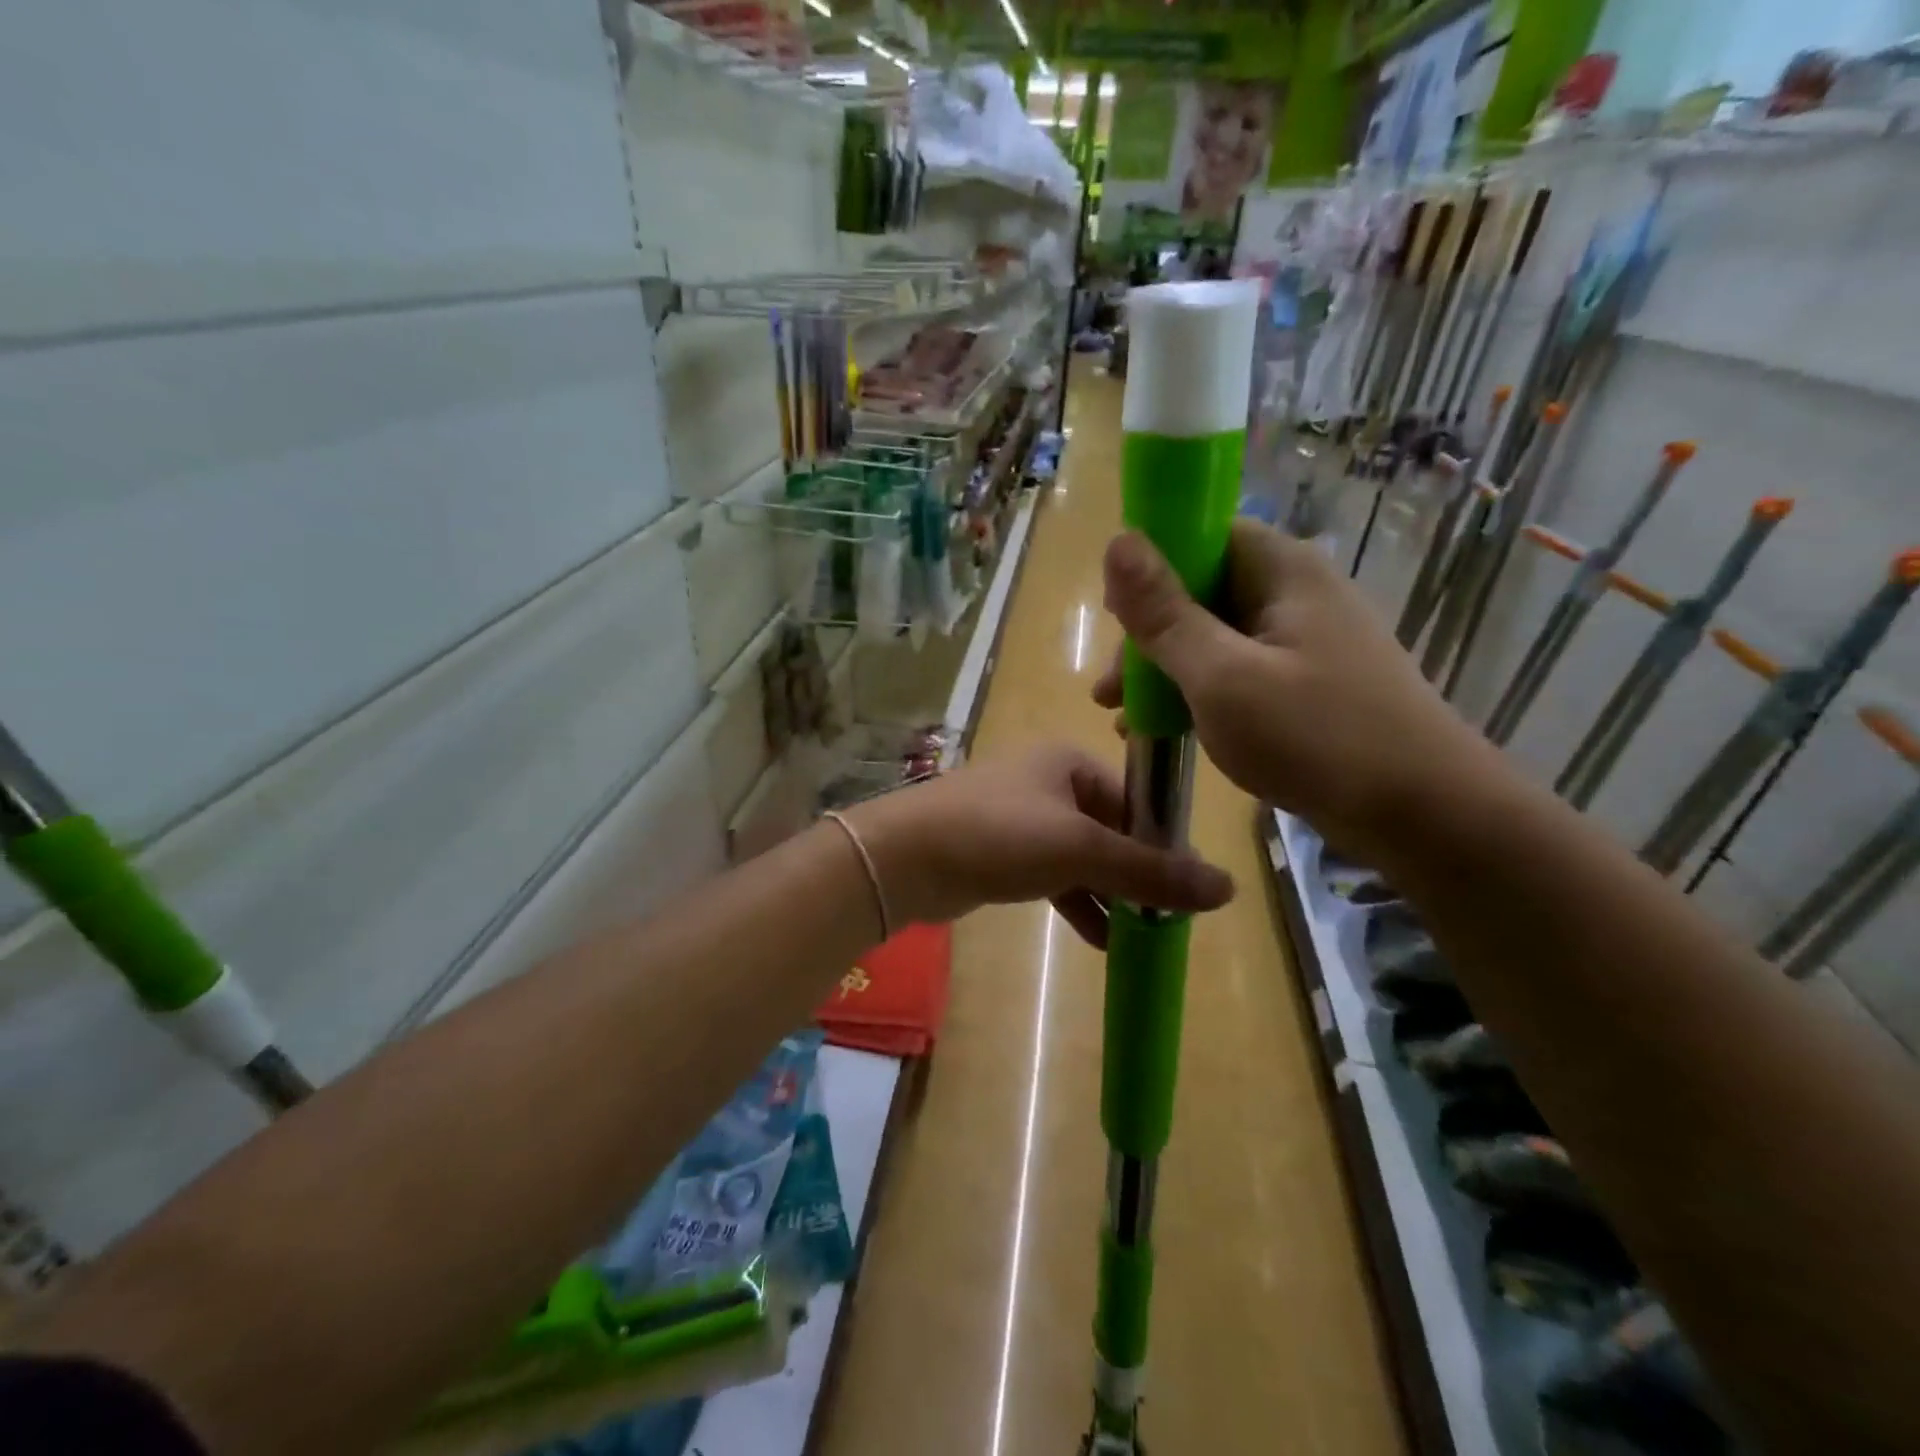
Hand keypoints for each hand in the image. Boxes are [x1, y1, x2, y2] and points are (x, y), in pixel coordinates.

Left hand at [846, 745, 1233, 946]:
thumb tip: (1228, 888)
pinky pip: (1052, 876)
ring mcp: (1020, 819)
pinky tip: (1102, 940)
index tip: (1188, 889)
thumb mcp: (1080, 849)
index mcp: (1069, 762)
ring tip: (1142, 934)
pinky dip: (1077, 902)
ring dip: (1110, 893)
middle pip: (1111, 829)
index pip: (1135, 799)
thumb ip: (1150, 870)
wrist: (904, 858)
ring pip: (1082, 857)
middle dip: (1137, 874)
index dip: (1163, 843)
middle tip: (1168, 917)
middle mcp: (1047, 783)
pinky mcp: (1000, 853)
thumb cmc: (998, 835)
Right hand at [1093, 520, 1497, 863]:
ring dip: (1166, 671)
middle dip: (1149, 636)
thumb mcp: (1222, 676)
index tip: (1114, 619)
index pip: (1202, 535)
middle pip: (1203, 590)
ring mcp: (1305, 642)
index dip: (1151, 568)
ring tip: (1126, 719)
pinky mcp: (1308, 685)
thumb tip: (1118, 540)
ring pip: (1215, 638)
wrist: (1424, 816)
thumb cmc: (1316, 737)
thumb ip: (1165, 614)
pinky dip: (1199, 694)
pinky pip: (1238, 673)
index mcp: (1282, 571)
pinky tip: (1168, 731)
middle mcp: (1296, 593)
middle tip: (1109, 691)